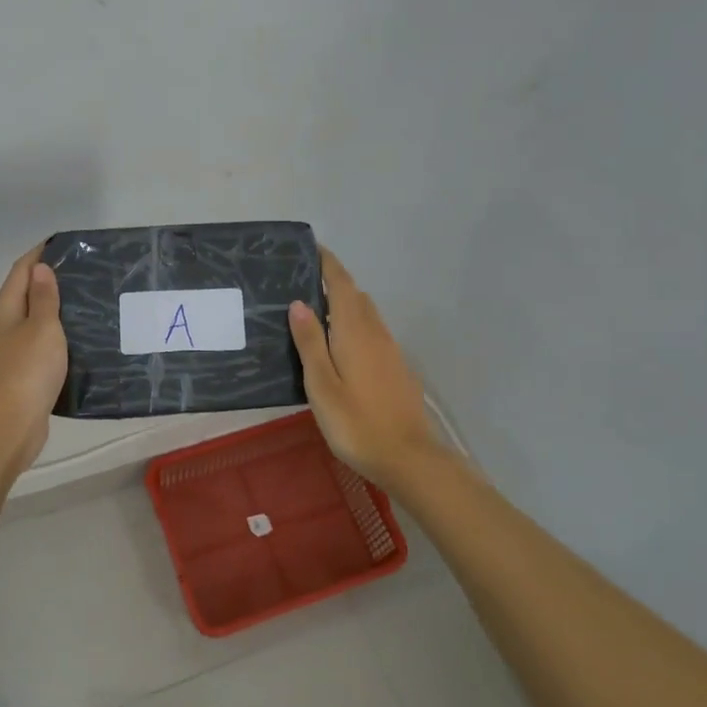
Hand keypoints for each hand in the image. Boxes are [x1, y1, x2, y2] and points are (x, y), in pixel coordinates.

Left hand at [0, 246, 67, 468]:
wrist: (11, 423)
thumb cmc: (28, 369)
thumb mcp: (42, 327)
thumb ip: (44, 298)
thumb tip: (40, 268)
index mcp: (5, 308)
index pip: (21, 270)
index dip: (39, 254)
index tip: (64, 243)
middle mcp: (3, 324)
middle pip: (25, 292)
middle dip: (50, 279)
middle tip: (85, 271)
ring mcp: (10, 349)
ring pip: (34, 318)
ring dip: (55, 307)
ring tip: (87, 300)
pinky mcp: (22, 370)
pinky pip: (40, 341)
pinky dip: (56, 333)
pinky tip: (78, 337)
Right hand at [288, 248, 442, 490]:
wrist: (408, 457)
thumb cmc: (356, 422)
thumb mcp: (321, 384)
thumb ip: (310, 342)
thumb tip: (299, 302)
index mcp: (355, 331)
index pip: (342, 285)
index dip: (328, 264)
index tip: (312, 248)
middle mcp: (376, 332)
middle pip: (355, 296)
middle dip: (334, 283)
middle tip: (303, 282)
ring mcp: (390, 350)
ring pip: (366, 315)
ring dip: (345, 305)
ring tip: (316, 312)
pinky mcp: (396, 368)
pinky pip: (373, 332)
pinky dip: (354, 325)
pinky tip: (340, 346)